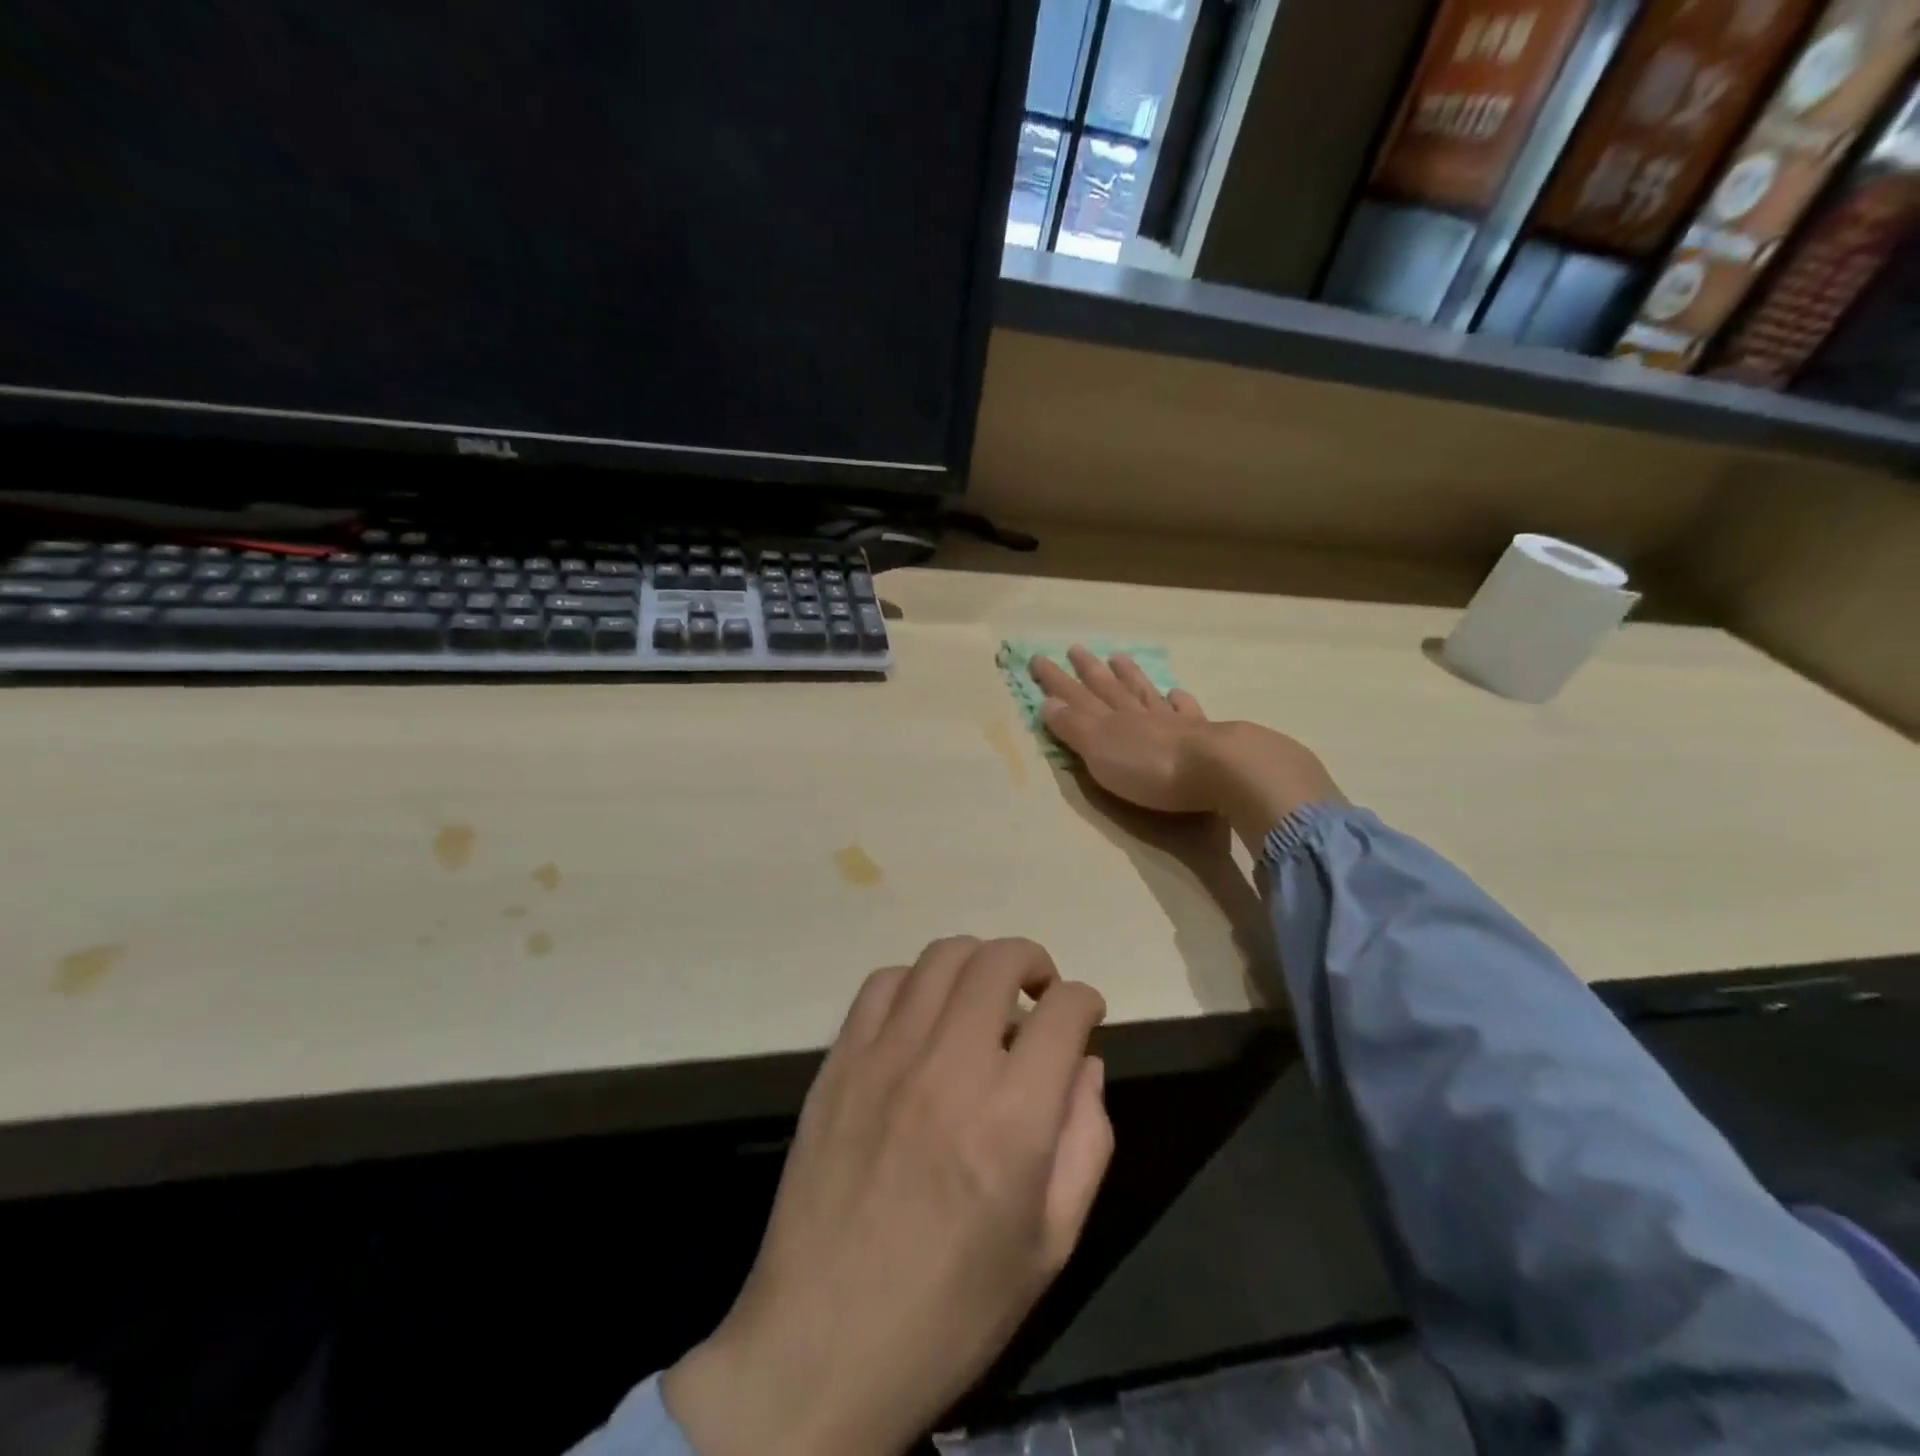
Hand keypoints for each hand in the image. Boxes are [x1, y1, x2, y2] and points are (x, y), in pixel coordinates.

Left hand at [664, 938, 1110, 1455]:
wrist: (825, 1344)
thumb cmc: (953, 1307)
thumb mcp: (1050, 1244)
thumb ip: (1086, 1142)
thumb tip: (1085, 1064)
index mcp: (1013, 1118)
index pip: (1064, 1010)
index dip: (1086, 1002)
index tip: (1083, 1017)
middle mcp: (951, 1066)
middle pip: (1000, 960)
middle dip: (1034, 962)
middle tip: (1038, 995)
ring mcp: (887, 1056)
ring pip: (942, 957)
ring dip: (977, 964)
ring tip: (983, 999)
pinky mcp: (840, 1060)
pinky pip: (883, 983)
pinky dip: (916, 983)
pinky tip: (923, 1018)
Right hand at [1031, 646, 1342, 847]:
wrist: (1219, 769)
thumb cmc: (1150, 768)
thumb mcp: (1100, 751)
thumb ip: (1074, 727)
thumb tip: (1047, 703)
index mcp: (1110, 720)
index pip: (1076, 696)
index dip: (1056, 680)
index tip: (1038, 658)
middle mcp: (1138, 714)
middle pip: (1109, 688)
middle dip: (1089, 670)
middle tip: (1075, 648)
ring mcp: (1171, 722)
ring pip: (1144, 692)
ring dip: (1130, 676)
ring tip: (1119, 657)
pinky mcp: (1202, 735)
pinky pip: (1185, 710)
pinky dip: (1178, 700)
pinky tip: (1177, 693)